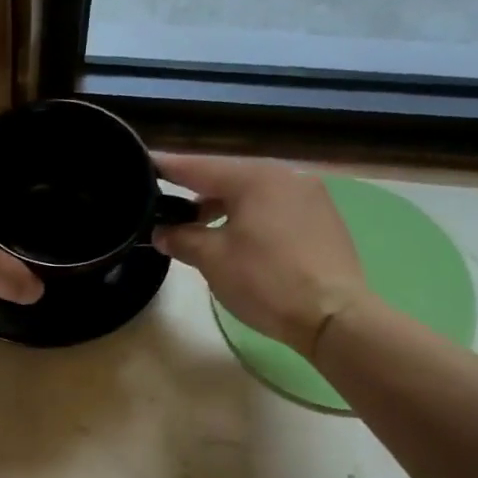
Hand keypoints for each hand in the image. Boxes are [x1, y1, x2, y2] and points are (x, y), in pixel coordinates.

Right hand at [152, 153, 363, 355]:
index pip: (199, 167)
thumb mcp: (212, 259)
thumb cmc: (266, 281)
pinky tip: (240, 240)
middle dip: (197, 192)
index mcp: (255, 177)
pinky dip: (251, 218)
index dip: (168, 167)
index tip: (144, 162)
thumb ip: (182, 238)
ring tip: (200, 229)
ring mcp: (310, 196)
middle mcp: (286, 176)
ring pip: (254, 194)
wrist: (334, 315)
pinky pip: (276, 209)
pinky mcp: (324, 220)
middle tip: (168, 207)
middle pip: (229, 178)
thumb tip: (162, 232)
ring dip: (224, 207)